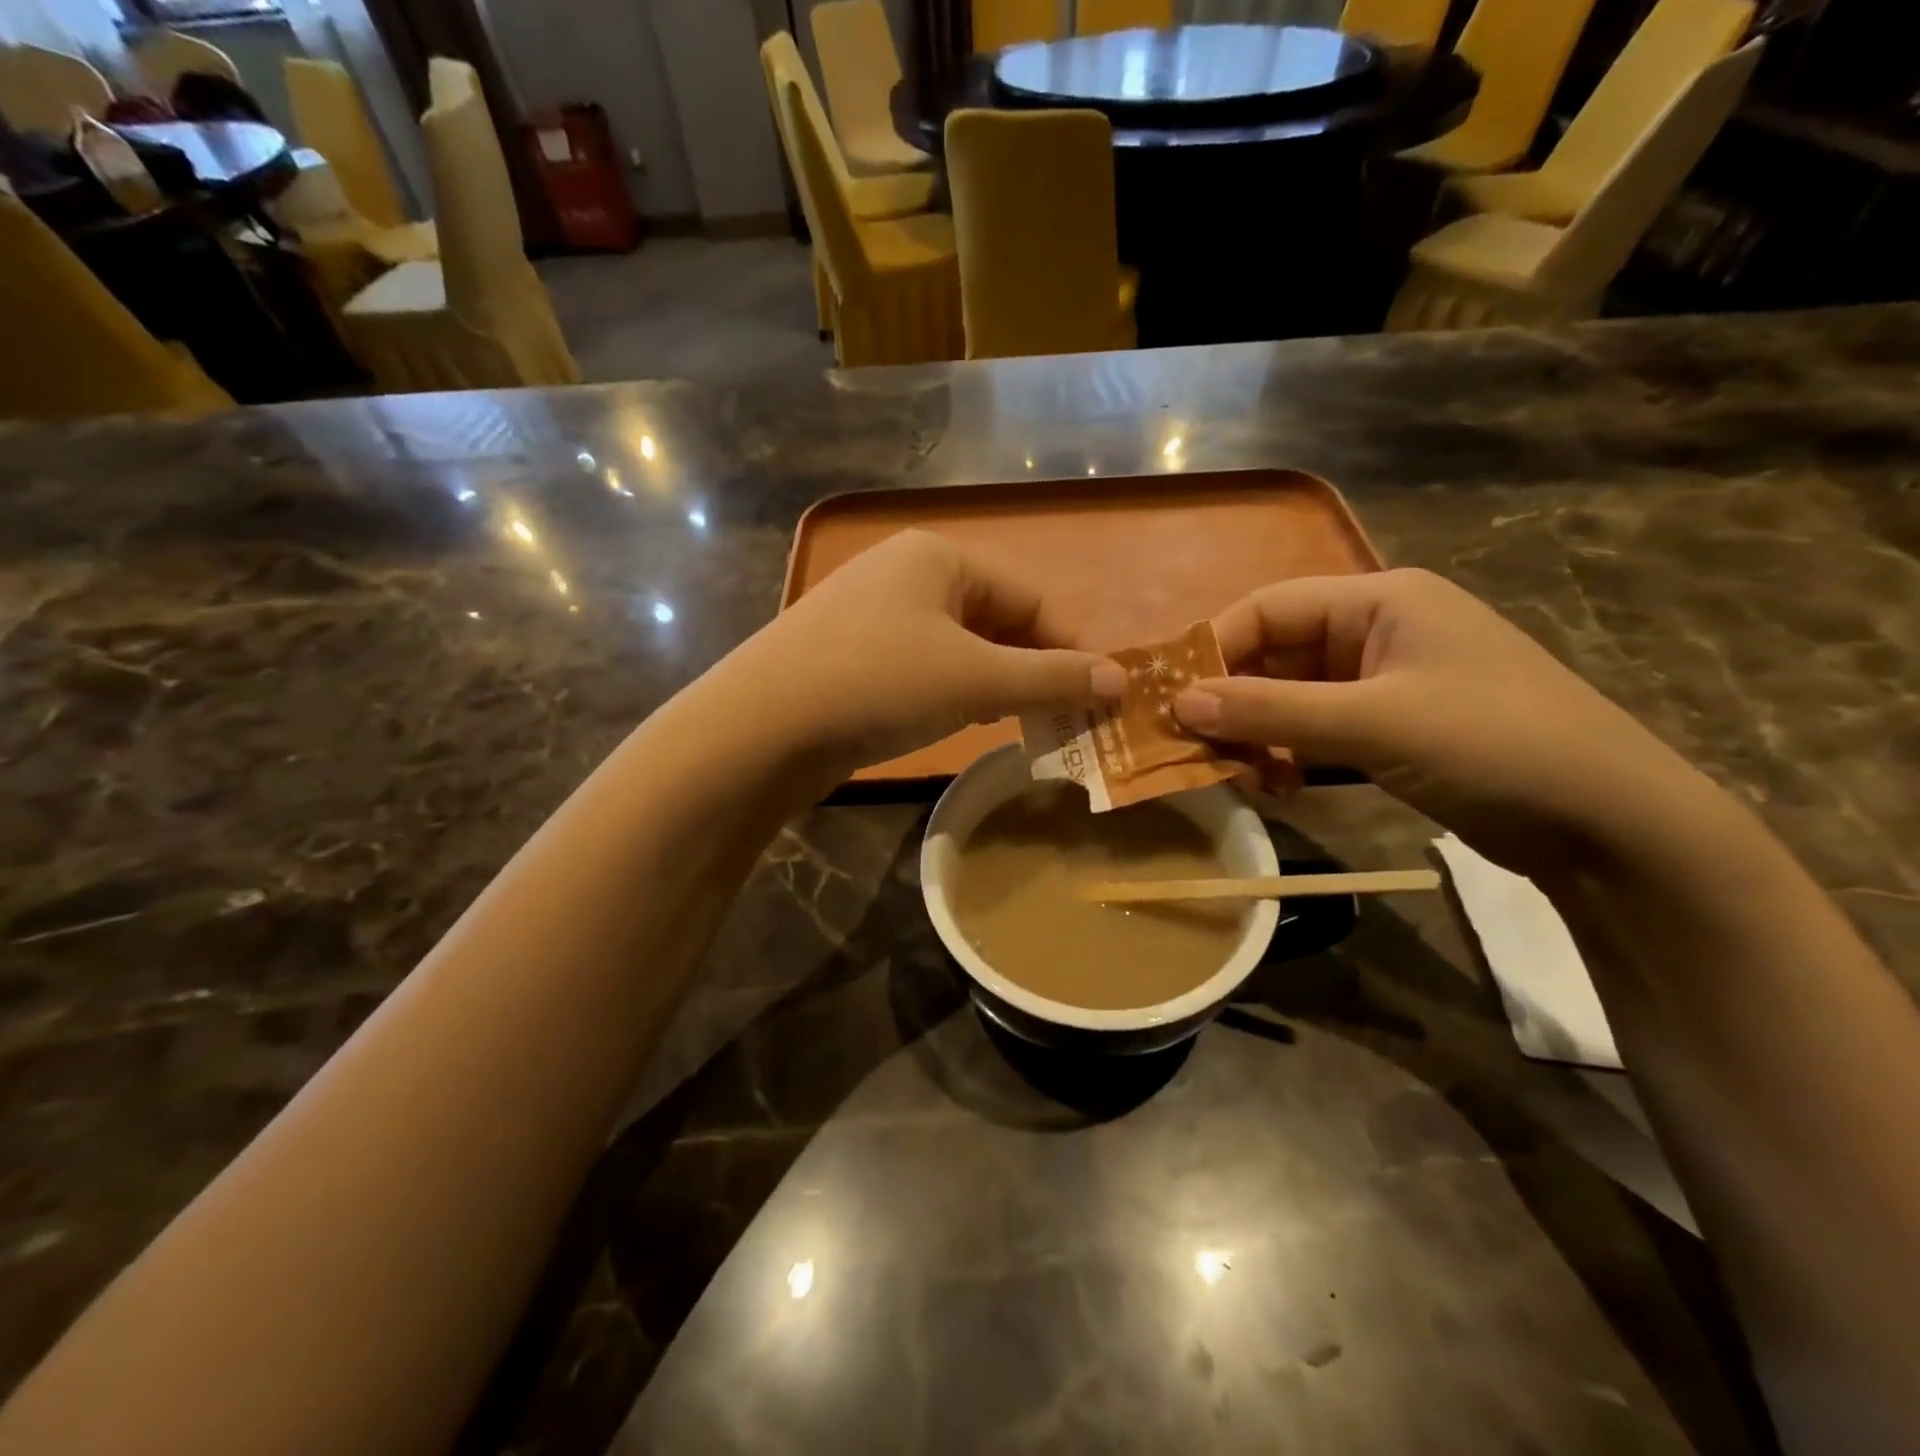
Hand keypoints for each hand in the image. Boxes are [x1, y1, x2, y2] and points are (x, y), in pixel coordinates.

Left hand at [721, 531, 1124, 784]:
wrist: (760, 728)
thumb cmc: (879, 685)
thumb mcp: (976, 680)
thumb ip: (1052, 678)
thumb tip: (1122, 680)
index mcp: (939, 556)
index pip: (1032, 597)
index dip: (1071, 648)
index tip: (1099, 698)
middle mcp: (905, 572)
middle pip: (996, 618)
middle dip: (1032, 669)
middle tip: (1060, 719)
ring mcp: (872, 612)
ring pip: (960, 645)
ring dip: (995, 683)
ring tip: (1016, 724)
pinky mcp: (850, 652)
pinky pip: (923, 664)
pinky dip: (952, 690)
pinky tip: (959, 721)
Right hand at [1172, 569, 1708, 874]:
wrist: (1611, 824)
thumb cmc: (1492, 744)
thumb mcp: (1371, 723)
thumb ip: (1269, 712)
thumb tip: (1179, 704)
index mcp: (1381, 600)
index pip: (1269, 608)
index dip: (1214, 648)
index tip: (1169, 698)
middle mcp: (1379, 630)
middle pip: (1276, 654)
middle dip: (1232, 700)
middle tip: (1190, 747)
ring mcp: (1387, 682)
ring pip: (1291, 697)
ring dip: (1257, 734)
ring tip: (1234, 776)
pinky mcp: (1393, 728)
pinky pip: (1317, 730)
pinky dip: (1288, 755)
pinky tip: (1275, 787)